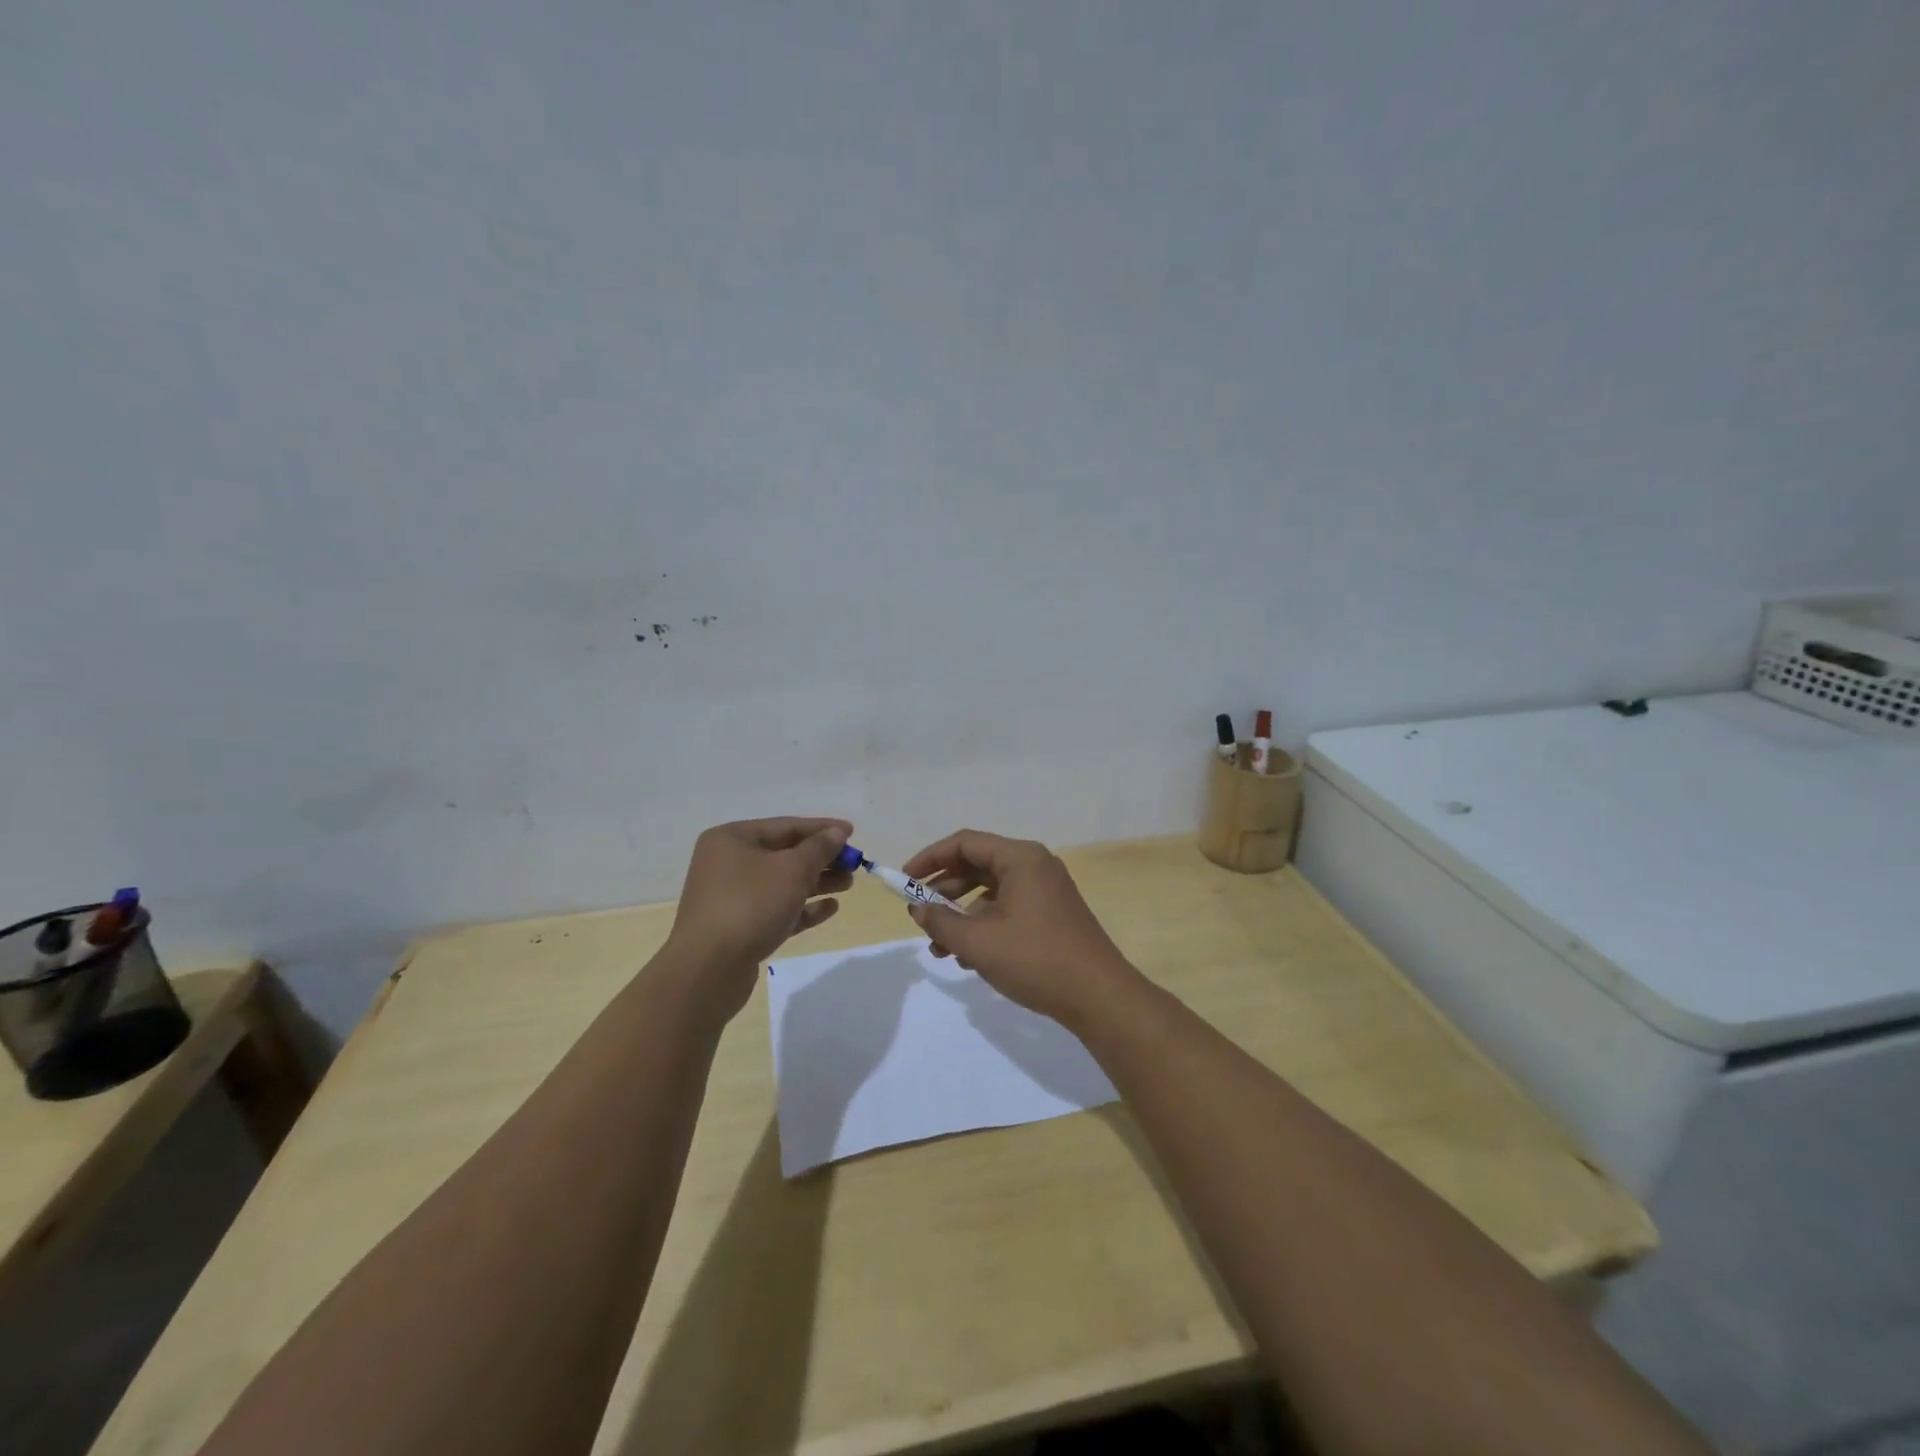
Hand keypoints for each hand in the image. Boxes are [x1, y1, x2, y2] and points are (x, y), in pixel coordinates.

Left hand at [664, 817, 853, 1014]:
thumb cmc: (751, 904)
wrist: (709, 969)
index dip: (822, 828)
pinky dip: (802, 907)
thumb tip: (837, 832)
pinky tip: (829, 908)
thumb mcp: (792, 869)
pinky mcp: (738, 927)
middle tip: (854, 864)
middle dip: (821, 859)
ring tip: (848, 884)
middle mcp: (727, 863)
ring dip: (816, 882)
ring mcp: (730, 897)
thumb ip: (819, 848)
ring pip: (782, 883)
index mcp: (732, 839)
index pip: (785, 826)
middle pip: (784, 854)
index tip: (852, 833)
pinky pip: (776, 909)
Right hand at [900, 829, 1140, 1027]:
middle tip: (918, 914)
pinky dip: (983, 925)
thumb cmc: (1035, 959)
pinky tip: (967, 957)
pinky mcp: (1051, 915)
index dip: (930, 858)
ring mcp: (1046, 891)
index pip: (964, 843)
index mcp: (1020, 858)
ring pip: (990, 892)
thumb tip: (918, 909)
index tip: (904, 881)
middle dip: (943, 891)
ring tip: (938, 947)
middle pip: (977, 865)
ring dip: (961, 915)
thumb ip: (941, 922)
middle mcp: (1034, 866)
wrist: (1099, 996)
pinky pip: (1007, 909)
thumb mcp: (978, 942)